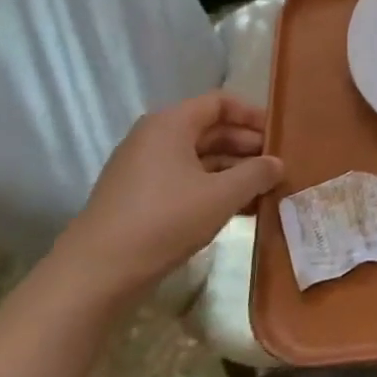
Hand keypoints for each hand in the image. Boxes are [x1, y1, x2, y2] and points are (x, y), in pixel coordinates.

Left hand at [51, 94, 283, 304]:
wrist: (98, 273)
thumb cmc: (165, 220)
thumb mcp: (222, 195)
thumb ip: (256, 174)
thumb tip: (277, 163)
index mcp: (170, 124)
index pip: (219, 103)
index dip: (252, 115)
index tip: (278, 136)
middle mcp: (154, 138)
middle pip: (210, 130)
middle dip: (246, 147)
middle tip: (276, 167)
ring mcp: (143, 168)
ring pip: (199, 159)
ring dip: (233, 172)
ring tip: (264, 192)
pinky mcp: (139, 197)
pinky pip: (184, 180)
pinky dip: (212, 189)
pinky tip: (238, 210)